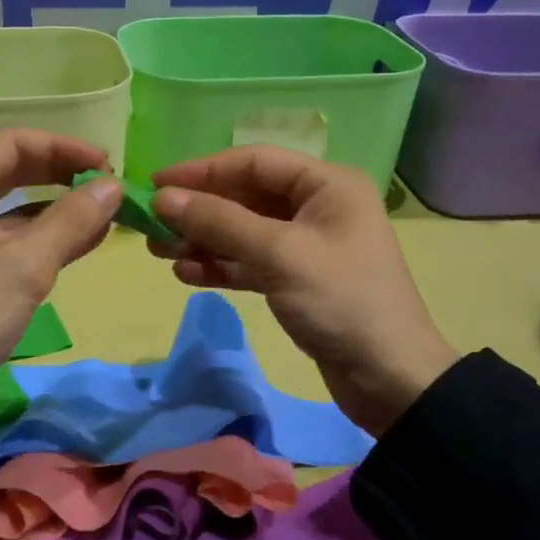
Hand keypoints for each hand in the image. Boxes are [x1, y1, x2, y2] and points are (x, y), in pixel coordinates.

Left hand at [0, 130, 121, 435]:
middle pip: (13, 170)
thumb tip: (114, 185)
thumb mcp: (27, 263)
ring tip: (105, 216)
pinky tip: (80, 244)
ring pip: (13, 208)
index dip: (64, 147)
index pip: (14, 142)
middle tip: (108, 188)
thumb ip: (73, 219)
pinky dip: (43, 238)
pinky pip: (9, 239)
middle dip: (62, 175)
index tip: (107, 164)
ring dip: (58, 208)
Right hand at [150, 148, 456, 436]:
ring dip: (203, 240)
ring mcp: (307, 246)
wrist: (389, 378)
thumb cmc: (340, 300)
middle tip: (151, 225)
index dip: (202, 170)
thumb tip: (163, 197)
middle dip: (199, 210)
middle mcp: (318, 207)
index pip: (254, 162)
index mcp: (326, 184)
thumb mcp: (278, 254)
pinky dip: (221, 266)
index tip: (156, 182)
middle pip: (246, 196)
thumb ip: (219, 222)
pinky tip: (187, 275)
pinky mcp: (298, 281)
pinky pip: (251, 263)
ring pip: (244, 232)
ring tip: (159, 252)